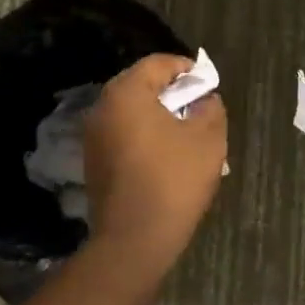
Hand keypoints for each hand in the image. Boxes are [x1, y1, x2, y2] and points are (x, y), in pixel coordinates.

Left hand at [85, 54, 228, 271]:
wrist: (133, 241)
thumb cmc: (173, 180)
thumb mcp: (208, 139)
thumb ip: (210, 108)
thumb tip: (205, 100)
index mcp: (126, 93)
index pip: (157, 63)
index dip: (186, 68)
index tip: (207, 83)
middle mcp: (102, 108)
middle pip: (140, 85)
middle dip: (171, 91)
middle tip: (198, 104)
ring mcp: (93, 137)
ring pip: (131, 111)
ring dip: (157, 114)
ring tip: (185, 130)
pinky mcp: (93, 162)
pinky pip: (122, 134)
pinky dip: (144, 134)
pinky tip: (165, 154)